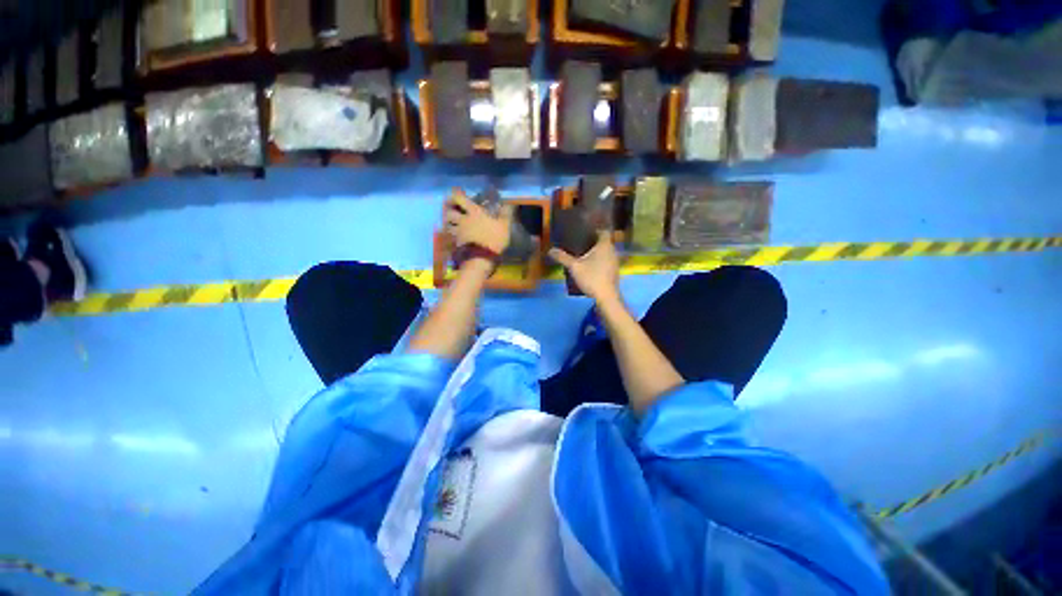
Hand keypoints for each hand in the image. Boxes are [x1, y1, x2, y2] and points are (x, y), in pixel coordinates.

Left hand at [444, 189, 513, 254]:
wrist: (484, 257)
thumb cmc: (495, 239)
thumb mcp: (504, 225)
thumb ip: (505, 214)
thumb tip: (508, 203)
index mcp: (473, 212)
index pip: (459, 198)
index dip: (455, 195)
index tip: (457, 195)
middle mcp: (462, 220)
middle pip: (449, 212)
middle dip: (449, 210)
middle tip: (453, 211)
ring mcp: (457, 232)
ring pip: (447, 225)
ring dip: (449, 223)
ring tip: (453, 224)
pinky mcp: (455, 243)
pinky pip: (450, 237)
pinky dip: (450, 236)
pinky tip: (455, 237)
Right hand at [549, 231, 620, 302]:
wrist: (606, 297)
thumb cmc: (592, 277)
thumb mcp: (574, 267)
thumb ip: (562, 257)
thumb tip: (550, 250)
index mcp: (604, 245)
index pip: (603, 231)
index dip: (595, 230)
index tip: (585, 232)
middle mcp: (612, 251)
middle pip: (604, 242)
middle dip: (593, 242)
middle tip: (580, 244)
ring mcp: (615, 262)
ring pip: (605, 253)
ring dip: (596, 253)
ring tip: (583, 255)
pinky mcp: (614, 272)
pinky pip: (606, 262)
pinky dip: (599, 262)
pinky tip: (590, 268)